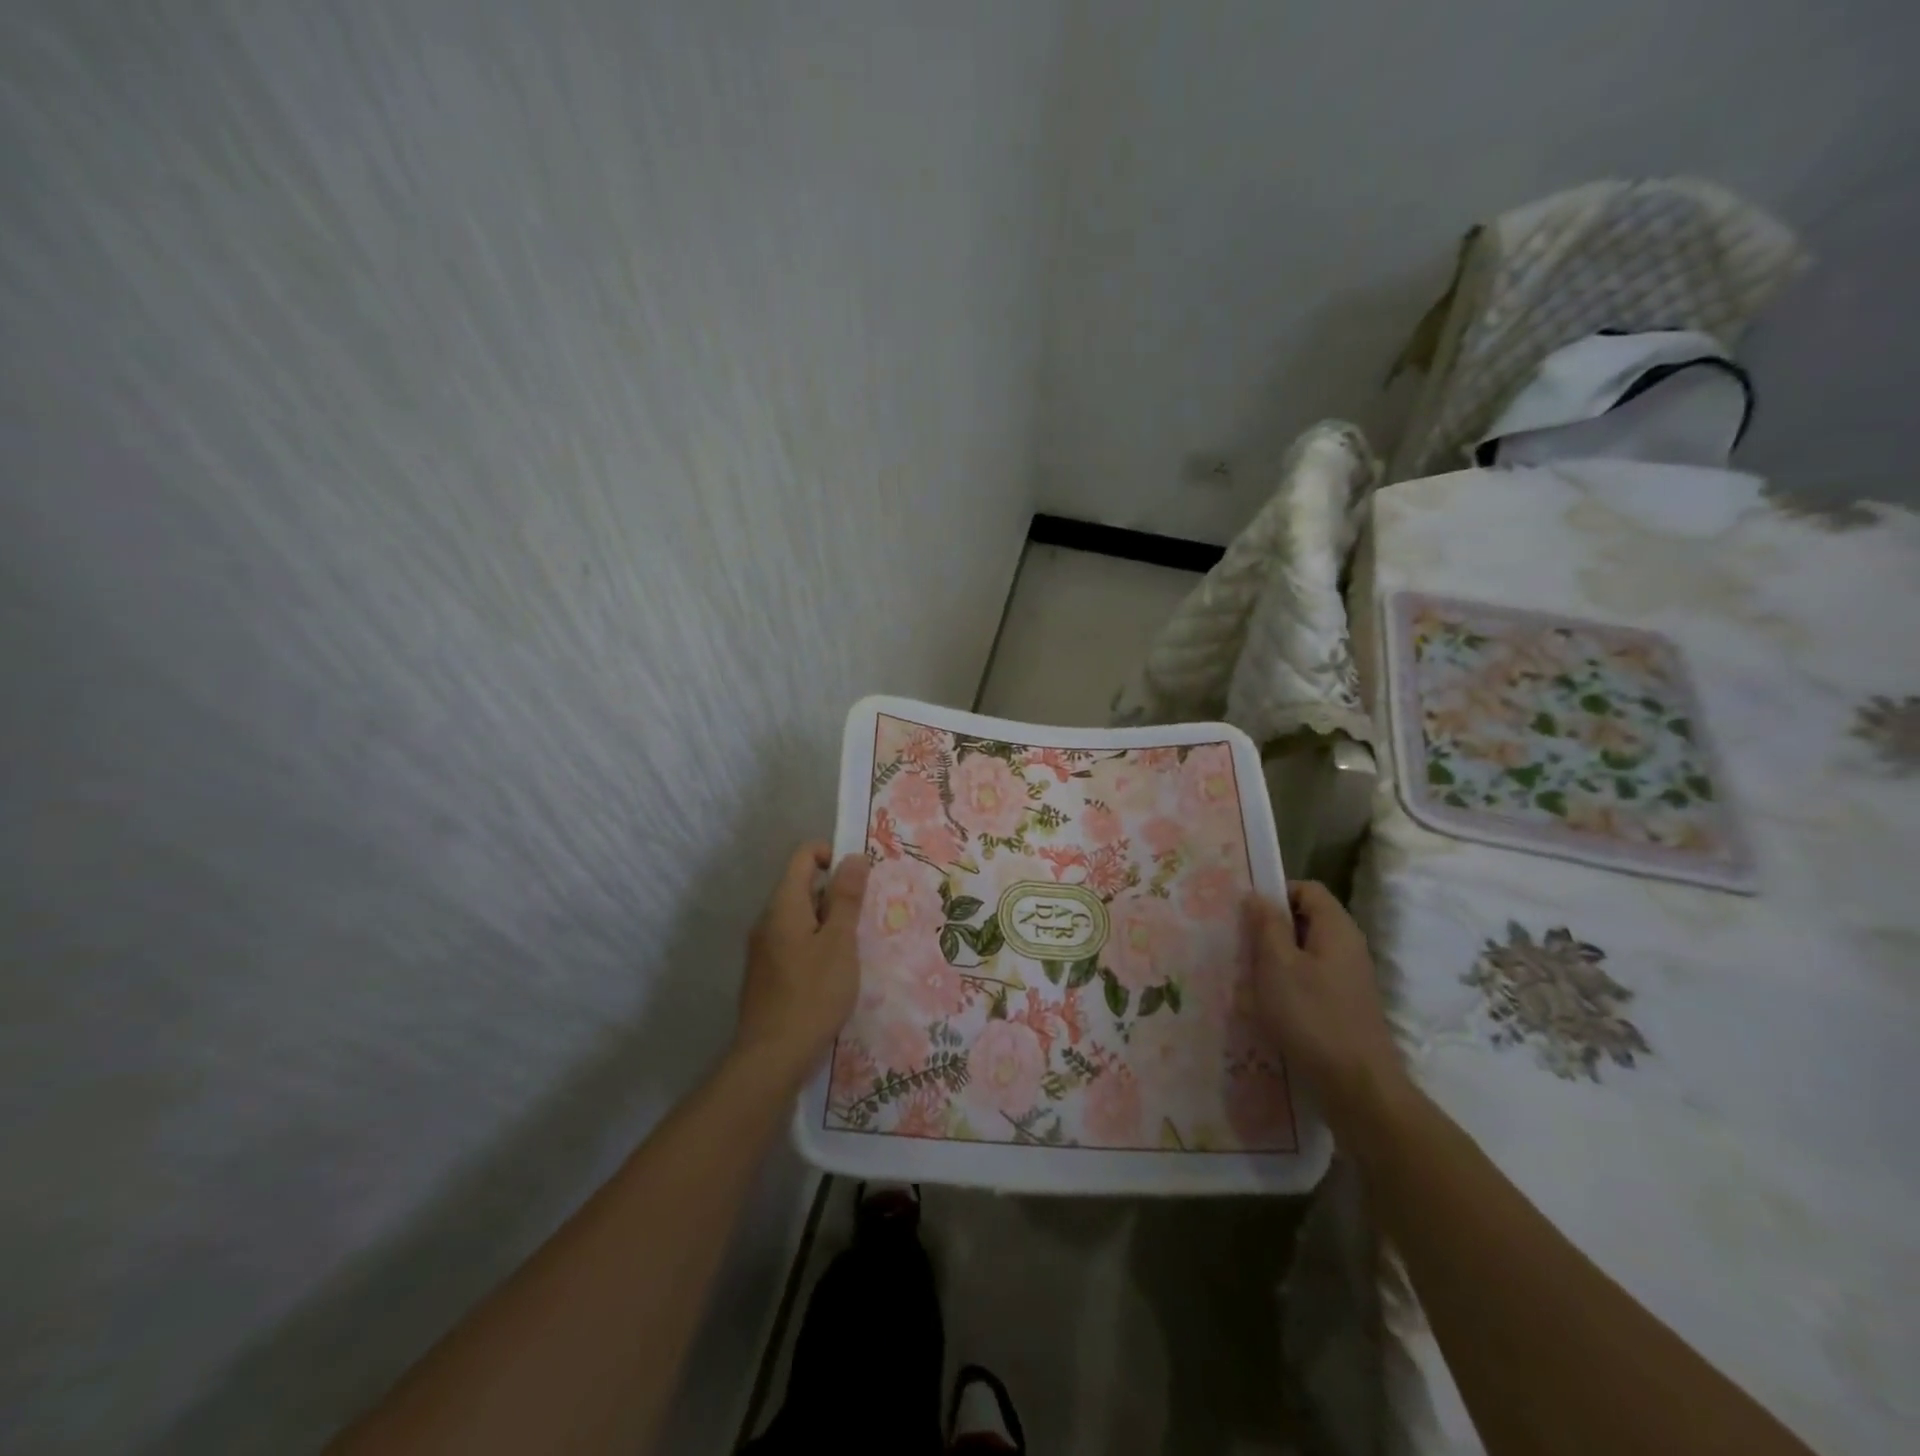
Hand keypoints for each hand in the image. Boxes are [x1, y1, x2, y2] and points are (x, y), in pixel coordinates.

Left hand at [735, 843, 869, 1088]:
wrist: (772, 1057)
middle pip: (802, 886)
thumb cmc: (813, 994)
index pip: (804, 856)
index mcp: (783, 905)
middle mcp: (767, 920)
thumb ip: (846, 898)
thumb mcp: (840, 942)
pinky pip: (794, 942)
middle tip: (864, 919)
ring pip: (800, 917)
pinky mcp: (766, 973)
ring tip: (855, 947)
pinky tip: (834, 972)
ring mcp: (763, 948)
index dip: (832, 856)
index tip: (859, 880)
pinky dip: (816, 944)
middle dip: (836, 894)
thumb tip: (853, 857)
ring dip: (829, 922)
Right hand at [1248, 881, 1406, 1136]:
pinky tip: (1269, 1005)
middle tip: (1241, 945)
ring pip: (1306, 951)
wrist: (1358, 1087)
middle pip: (1306, 919)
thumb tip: (1258, 895)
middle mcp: (1348, 947)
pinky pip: (1312, 978)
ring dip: (1276, 959)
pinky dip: (1289, 983)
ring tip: (1248, 977)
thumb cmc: (1312, 1017)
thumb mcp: (1278, 965)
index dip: (1276, 893)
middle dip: (1271, 928)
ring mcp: (1349, 978)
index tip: (1247, 914)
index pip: (1307, 889)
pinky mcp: (1345, 1005)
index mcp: (1336, 929)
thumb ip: (1267, 925)